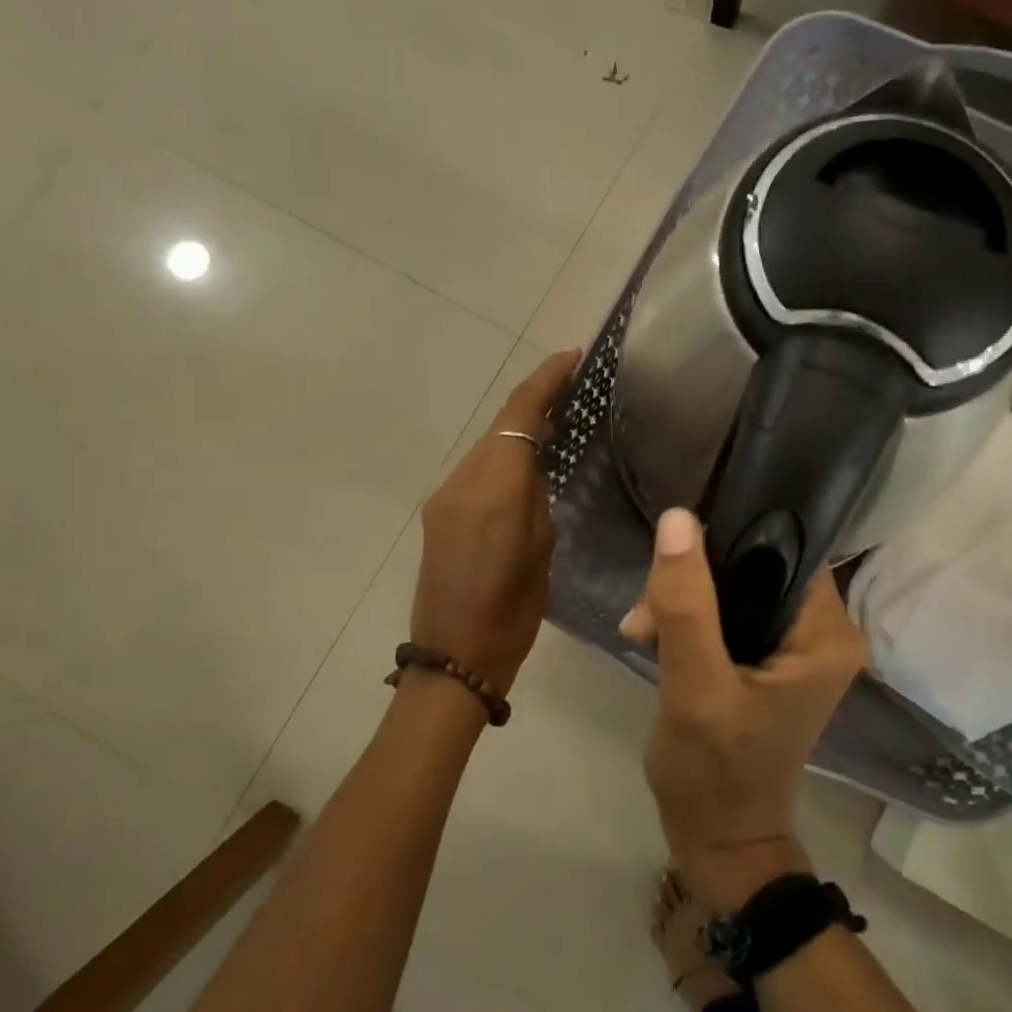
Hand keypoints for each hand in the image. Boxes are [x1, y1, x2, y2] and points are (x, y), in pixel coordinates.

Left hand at [409, 349, 578, 694]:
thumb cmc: (513, 610)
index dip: (546, 380)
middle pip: (500, 424)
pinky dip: (502, 455)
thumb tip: (536, 469)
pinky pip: (476, 469)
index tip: (572, 356)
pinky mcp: (439, 513)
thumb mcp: (543, 549)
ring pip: (487, 445)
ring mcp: (446, 496)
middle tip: (572, 385)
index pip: (520, 415)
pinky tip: (524, 463)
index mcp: (496, 488)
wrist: (455, 654)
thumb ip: (538, 497)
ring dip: (517, 427)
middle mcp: (464, 481)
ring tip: (556, 419)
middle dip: (534, 398)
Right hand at [621, 509, 868, 906]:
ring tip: (642, 631)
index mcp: (828, 633)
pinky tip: (652, 637)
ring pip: (735, 587)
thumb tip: (678, 517)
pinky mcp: (770, 658)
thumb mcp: (695, 686)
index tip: (675, 559)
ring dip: (684, 600)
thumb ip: (687, 604)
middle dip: (694, 580)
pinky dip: (690, 620)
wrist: (718, 841)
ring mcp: (798, 645)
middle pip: (755, 566)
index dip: (728, 540)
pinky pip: (729, 613)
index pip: (786, 548)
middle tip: (646, 613)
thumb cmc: (713, 772)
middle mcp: (824, 631)